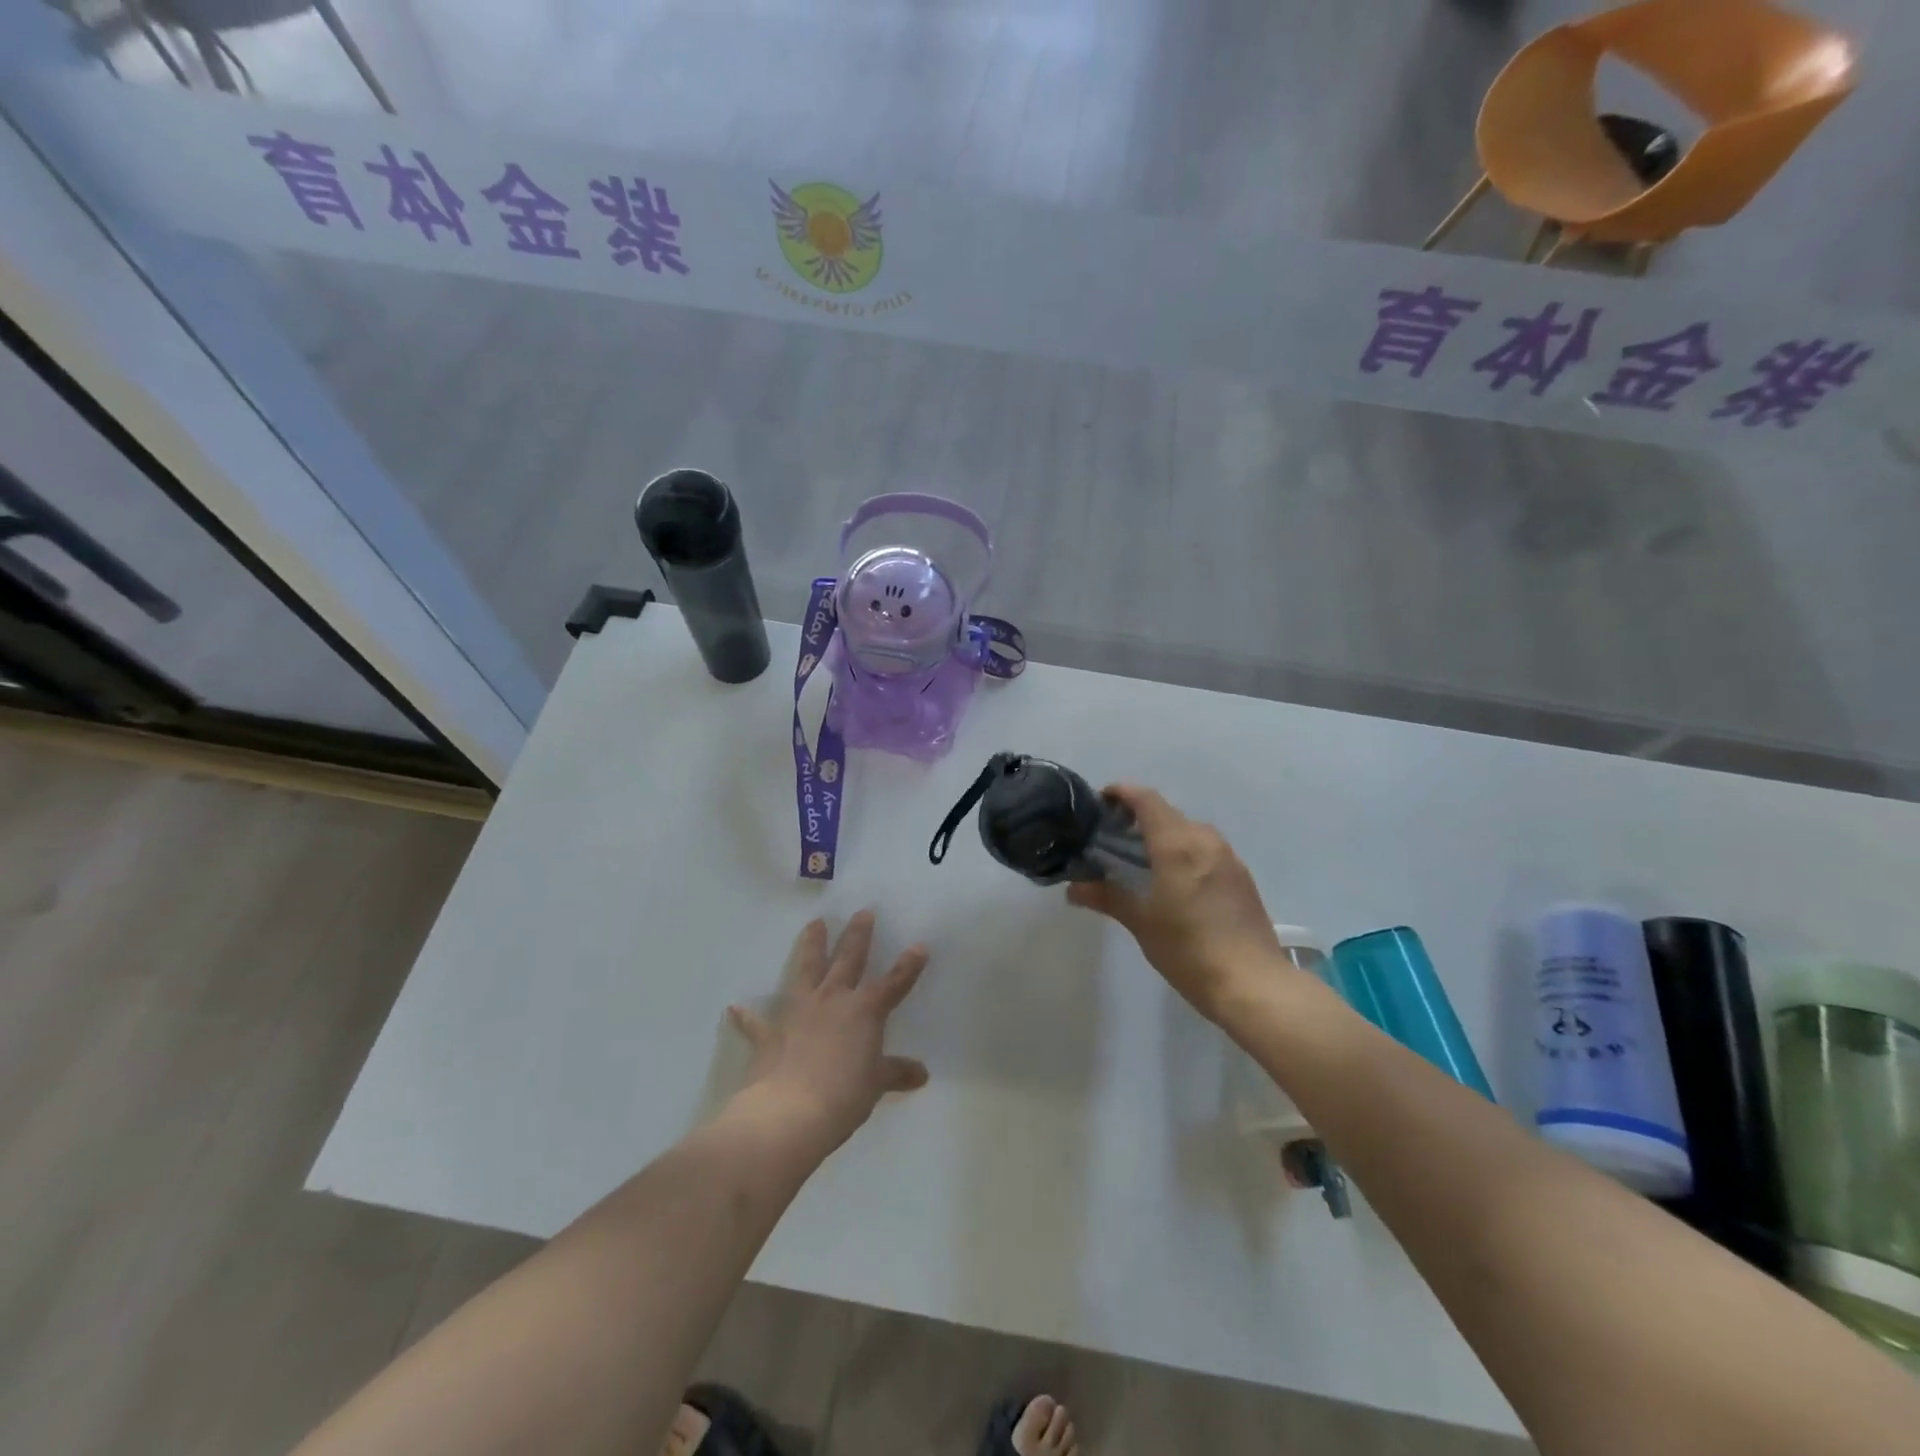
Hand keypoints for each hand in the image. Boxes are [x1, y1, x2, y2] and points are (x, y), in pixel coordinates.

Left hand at [726, 911, 929, 1155]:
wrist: (789, 1112)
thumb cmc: (844, 1096)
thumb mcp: (876, 1084)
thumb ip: (896, 1073)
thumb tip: (921, 1074)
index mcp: (865, 1011)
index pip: (894, 983)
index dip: (908, 966)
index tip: (920, 946)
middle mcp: (833, 1000)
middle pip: (849, 960)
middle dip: (858, 935)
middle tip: (862, 912)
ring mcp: (799, 1012)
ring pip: (807, 969)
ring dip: (811, 946)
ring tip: (814, 923)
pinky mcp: (771, 1033)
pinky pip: (757, 1022)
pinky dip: (747, 1016)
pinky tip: (735, 1007)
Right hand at [1067, 785, 1287, 1019]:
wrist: (1253, 984)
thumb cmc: (1189, 949)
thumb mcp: (1141, 922)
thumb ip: (1107, 897)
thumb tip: (1074, 889)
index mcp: (1177, 844)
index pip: (1147, 800)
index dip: (1122, 793)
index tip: (1100, 802)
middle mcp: (1205, 841)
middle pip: (1167, 813)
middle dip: (1138, 817)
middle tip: (1111, 838)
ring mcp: (1228, 857)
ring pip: (1189, 831)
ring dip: (1163, 835)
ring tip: (1140, 859)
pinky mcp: (1241, 876)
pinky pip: (1205, 849)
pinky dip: (1183, 851)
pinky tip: (1173, 880)